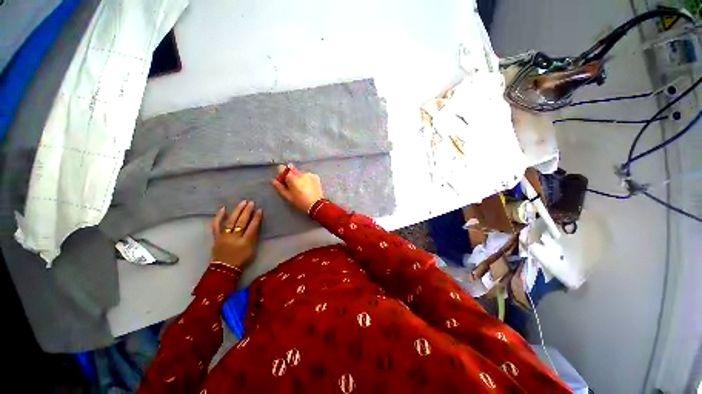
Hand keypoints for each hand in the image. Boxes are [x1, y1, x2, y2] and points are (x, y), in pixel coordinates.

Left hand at [210, 200, 262, 269]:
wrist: (224, 269)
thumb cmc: (241, 260)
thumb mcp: (252, 249)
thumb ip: (254, 237)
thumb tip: (255, 224)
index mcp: (245, 242)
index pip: (252, 227)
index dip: (256, 218)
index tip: (260, 209)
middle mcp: (234, 238)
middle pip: (241, 222)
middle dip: (247, 211)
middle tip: (251, 202)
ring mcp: (224, 236)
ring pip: (230, 221)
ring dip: (237, 211)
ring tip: (242, 202)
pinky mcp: (216, 237)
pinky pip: (216, 225)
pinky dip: (219, 216)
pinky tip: (223, 208)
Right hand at [271, 164, 323, 212]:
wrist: (316, 204)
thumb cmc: (300, 202)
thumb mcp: (288, 196)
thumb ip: (279, 187)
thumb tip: (273, 180)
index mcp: (293, 178)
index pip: (283, 168)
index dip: (281, 174)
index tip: (282, 180)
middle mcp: (301, 173)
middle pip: (292, 171)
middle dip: (291, 177)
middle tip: (293, 187)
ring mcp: (309, 174)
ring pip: (300, 174)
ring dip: (299, 179)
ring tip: (302, 189)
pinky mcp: (315, 176)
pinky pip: (308, 176)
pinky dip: (307, 180)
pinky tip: (308, 187)